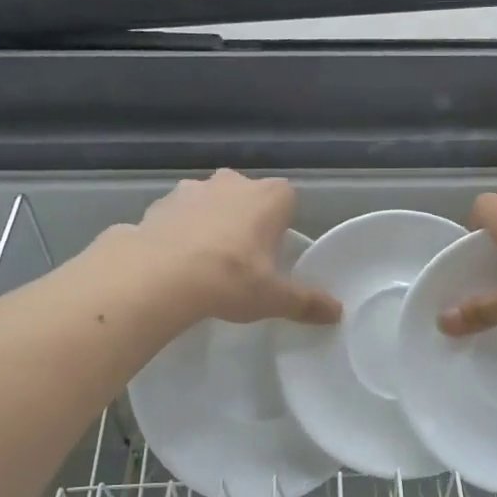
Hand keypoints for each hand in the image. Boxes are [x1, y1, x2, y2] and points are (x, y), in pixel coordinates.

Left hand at [130, 170, 340, 325]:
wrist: (160, 276)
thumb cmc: (231, 279)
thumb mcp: (275, 298)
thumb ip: (306, 303)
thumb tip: (337, 313)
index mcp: (269, 197)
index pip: (287, 199)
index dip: (282, 223)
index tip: (275, 251)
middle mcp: (232, 182)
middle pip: (246, 196)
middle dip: (246, 220)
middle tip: (243, 259)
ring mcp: (192, 189)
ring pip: (209, 202)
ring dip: (210, 223)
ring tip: (206, 262)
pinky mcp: (159, 204)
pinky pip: (177, 216)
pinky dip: (179, 232)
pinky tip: (175, 262)